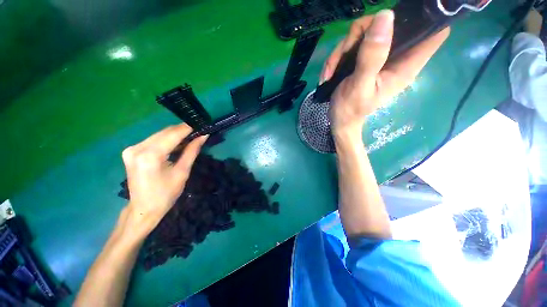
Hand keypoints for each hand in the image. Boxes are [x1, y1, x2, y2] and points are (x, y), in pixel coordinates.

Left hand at [121, 124, 207, 230]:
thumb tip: (203, 136)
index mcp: (150, 156)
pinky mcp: (131, 151)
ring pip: (159, 135)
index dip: (188, 128)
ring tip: (190, 138)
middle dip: (182, 131)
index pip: (173, 135)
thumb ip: (192, 151)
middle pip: (164, 132)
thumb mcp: (182, 172)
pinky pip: (153, 140)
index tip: (201, 124)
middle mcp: (137, 148)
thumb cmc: (166, 194)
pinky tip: (177, 144)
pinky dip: (166, 140)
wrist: (143, 209)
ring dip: (175, 135)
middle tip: (198, 132)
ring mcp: (131, 149)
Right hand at [321, 10, 449, 135]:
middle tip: (345, 53)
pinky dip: (338, 56)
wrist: (339, 120)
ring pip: (366, 32)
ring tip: (330, 72)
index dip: (427, 18)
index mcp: (405, 66)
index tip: (401, 16)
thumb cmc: (350, 110)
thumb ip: (372, 56)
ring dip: (343, 49)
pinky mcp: (365, 58)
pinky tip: (329, 72)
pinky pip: (353, 44)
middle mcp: (396, 57)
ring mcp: (379, 56)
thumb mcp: (359, 86)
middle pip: (390, 24)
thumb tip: (385, 16)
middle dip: (363, 32)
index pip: (434, 33)